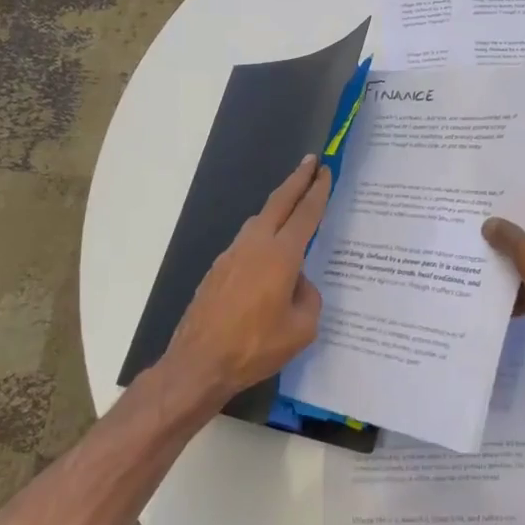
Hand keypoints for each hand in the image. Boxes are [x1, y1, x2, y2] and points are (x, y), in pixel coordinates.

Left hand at [165, 155, 333, 407]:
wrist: (199, 363)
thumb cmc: (255, 347)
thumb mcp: (302, 329)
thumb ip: (309, 298)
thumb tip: (299, 283)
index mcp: (281, 255)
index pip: (305, 214)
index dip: (317, 191)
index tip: (325, 170)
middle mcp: (255, 245)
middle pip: (279, 202)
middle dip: (297, 180)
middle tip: (311, 161)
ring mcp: (232, 254)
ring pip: (260, 220)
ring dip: (278, 206)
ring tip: (292, 205)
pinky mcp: (218, 269)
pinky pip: (247, 242)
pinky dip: (263, 234)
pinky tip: (268, 253)